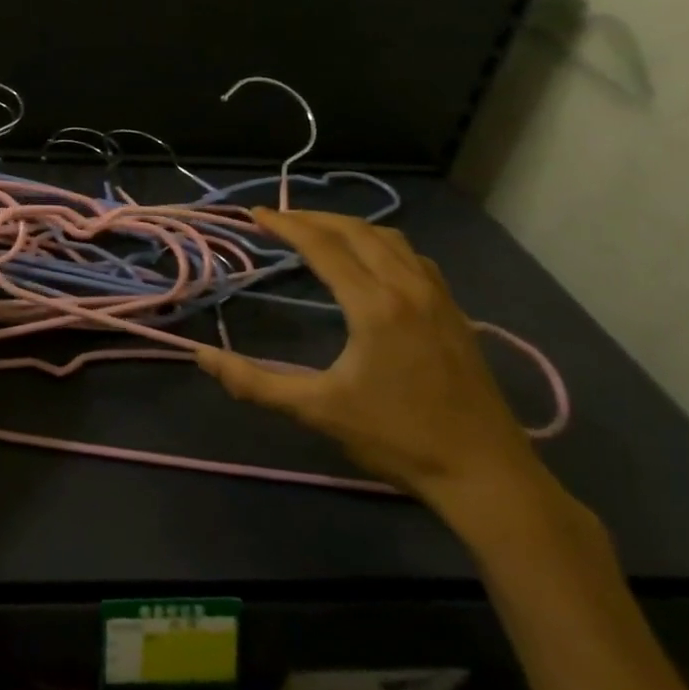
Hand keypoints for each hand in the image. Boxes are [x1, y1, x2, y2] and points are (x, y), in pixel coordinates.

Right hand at [196, 208, 549, 512]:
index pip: (323, 246)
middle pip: (356, 231)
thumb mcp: (317, 411)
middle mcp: (408, 288)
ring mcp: (438, 297)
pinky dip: (381, 244)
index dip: (285, 225)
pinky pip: (413, 257)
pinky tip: (371, 262)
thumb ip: (255, 382)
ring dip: (349, 227)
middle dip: (313, 218)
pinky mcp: (455, 312)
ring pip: (390, 238)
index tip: (255, 214)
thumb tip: (202, 356)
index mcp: (374, 305)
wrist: (486, 475)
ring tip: (318, 233)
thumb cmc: (398, 439)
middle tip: (277, 220)